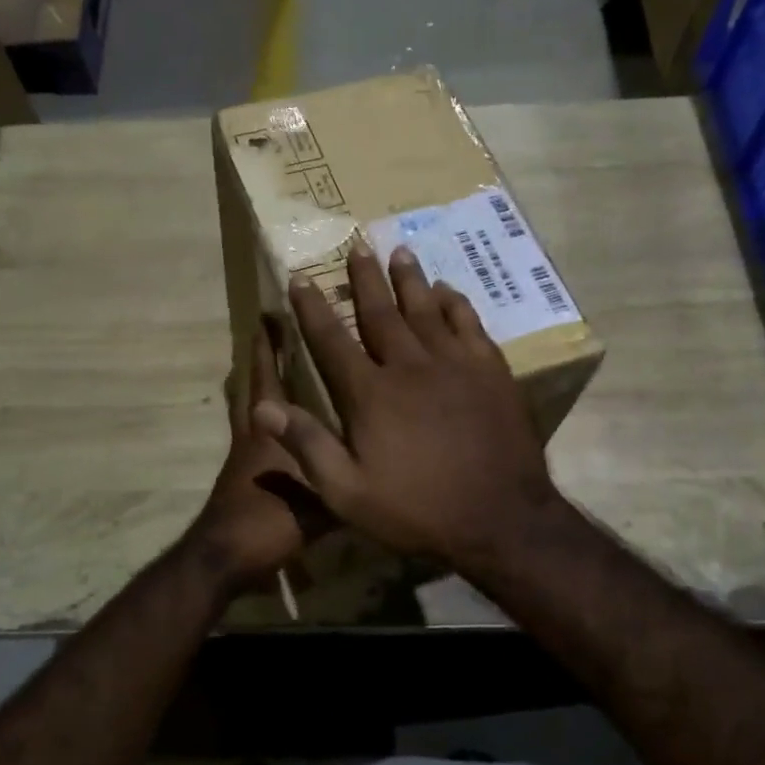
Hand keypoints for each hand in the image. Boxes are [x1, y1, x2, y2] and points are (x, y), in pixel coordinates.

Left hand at [186, 322, 330, 593]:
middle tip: (270, 331)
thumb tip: (385, 458)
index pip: (267, 378)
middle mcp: (255, 435)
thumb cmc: (268, 521)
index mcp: (270, 431)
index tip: (271, 315)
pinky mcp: (246, 478)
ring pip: (250, 410)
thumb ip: (347, 475)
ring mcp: (246, 457)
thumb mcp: (320, 499)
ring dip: (259, 386)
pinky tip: (288, 429)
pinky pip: (258, 437)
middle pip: (252, 386)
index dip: (268, 347)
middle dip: (261, 357)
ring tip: (277, 369)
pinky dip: (269, 421)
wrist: (226, 559)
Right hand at [253, 241, 561, 572]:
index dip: (313, 309)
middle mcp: (410, 366)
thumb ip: (308, 446)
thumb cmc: (418, 510)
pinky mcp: (491, 372)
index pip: (332, 341)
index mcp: (371, 394)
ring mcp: (455, 365)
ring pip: (426, 309)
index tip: (300, 279)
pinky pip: (469, 324)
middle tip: (357, 245)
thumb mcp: (349, 493)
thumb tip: (264, 408)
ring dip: (410, 280)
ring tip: (399, 252)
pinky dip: (455, 303)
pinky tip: (448, 290)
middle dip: (365, 279)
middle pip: (381, 312)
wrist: (500, 519)